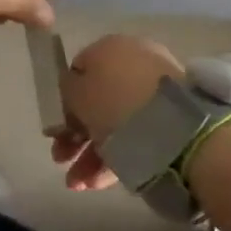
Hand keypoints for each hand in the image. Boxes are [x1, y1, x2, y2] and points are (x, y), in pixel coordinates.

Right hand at [45, 33, 183, 190]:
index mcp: (110, 46)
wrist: (174, 127)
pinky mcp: (172, 117)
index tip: (56, 129)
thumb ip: (67, 89)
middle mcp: (134, 61)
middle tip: (62, 159)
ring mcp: (156, 89)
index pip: (79, 70)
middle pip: (97, 99)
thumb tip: (72, 89)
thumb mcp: (77, 92)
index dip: (64, 100)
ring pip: (116, 121)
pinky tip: (99, 182)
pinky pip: (137, 135)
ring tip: (78, 183)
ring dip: (91, 152)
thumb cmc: (115, 103)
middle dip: (75, 134)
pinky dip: (117, 156)